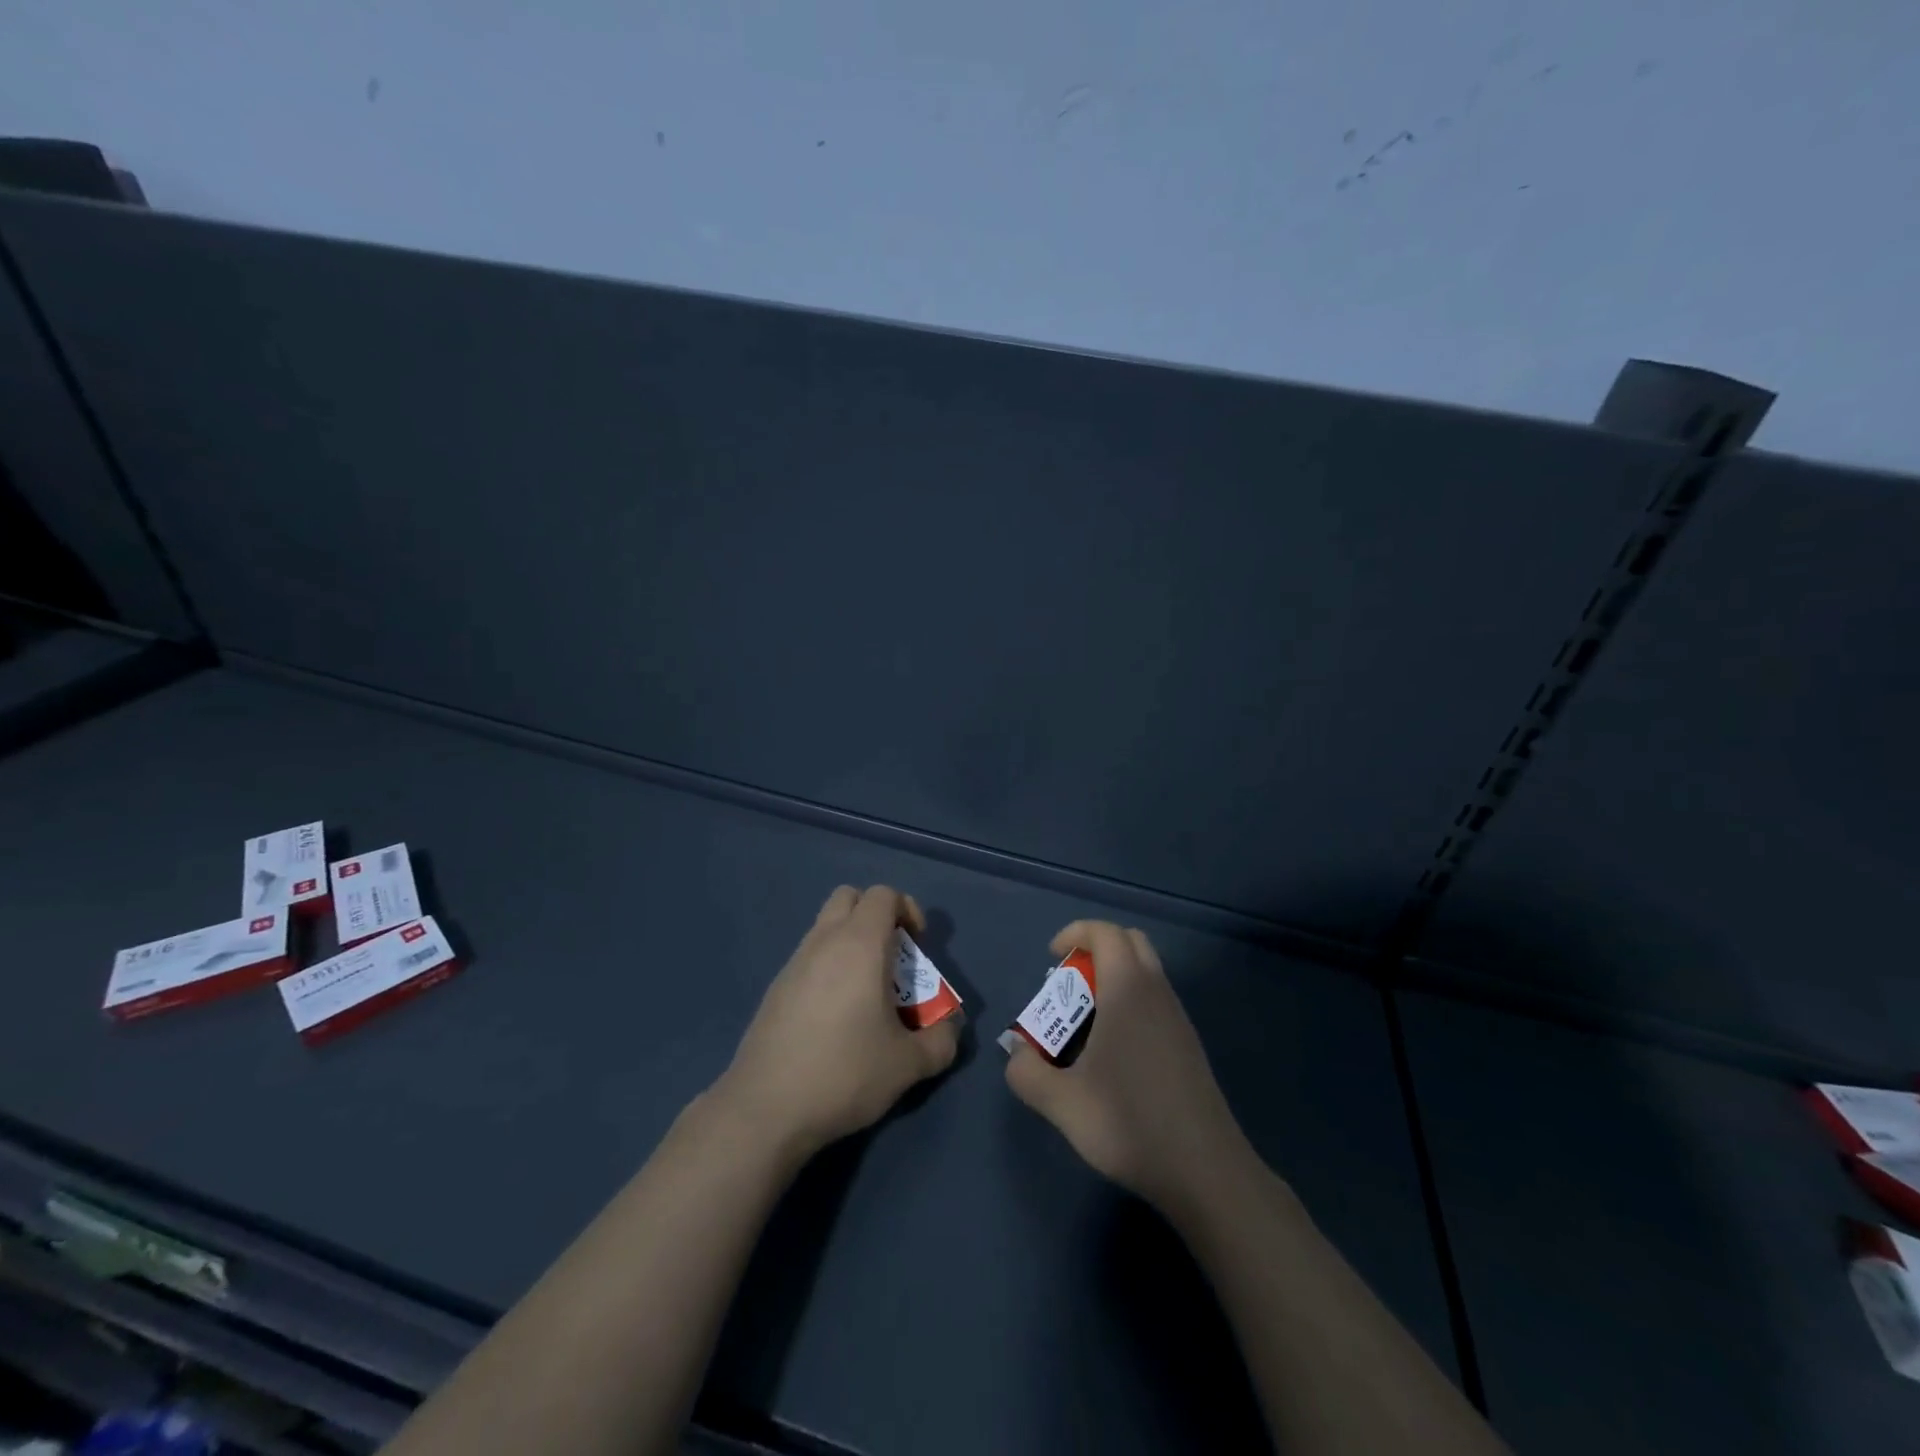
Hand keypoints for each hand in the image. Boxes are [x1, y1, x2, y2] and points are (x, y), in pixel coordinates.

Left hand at [716, 885, 959, 1157]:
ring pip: (825, 927)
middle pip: (849, 897)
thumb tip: (950, 1029)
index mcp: (859, 944)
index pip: (883, 894)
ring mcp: (794, 963)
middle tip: (892, 957)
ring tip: (866, 991)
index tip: (918, 945)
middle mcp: (823, 941)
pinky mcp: (775, 989)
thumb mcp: (907, 1065)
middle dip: (875, 915)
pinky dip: (828, 968)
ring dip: (850, 942)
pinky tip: (835, 1016)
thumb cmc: (844, 1072)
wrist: (765, 1108)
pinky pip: (808, 958)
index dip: (907, 909)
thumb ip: (941, 1042)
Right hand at [1005, 920, 1252, 1212]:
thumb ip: (1027, 1071)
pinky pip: (1155, 1001)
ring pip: (1146, 972)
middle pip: (1130, 942)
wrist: (1205, 1172)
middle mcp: (1157, 992)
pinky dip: (1130, 1004)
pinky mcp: (1188, 1046)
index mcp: (1128, 989)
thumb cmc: (1129, 1123)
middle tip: (1069, 983)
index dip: (1075, 932)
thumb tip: (1017, 1053)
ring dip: (1114, 978)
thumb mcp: (1062, 1102)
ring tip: (1084, 1022)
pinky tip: (1113, 1053)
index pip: (1105, 932)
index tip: (1051, 956)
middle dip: (1096, 948)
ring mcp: (1178, 1018)